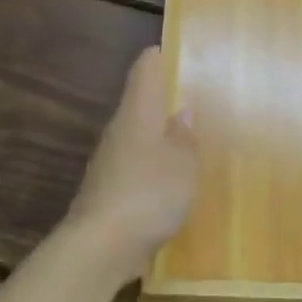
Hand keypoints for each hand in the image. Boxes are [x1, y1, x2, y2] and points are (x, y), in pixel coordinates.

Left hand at [66, 48, 197, 272]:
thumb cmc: (148, 195)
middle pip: (141, 102)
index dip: (162, 56)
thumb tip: (183, 110)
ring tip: (193, 140)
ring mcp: (110, 161)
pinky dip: (154, 166)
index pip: (145, 68)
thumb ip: (185, 136)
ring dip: (161, 135)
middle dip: (167, 99)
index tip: (183, 53)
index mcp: (137, 113)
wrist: (100, 247)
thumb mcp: (183, 165)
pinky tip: (173, 181)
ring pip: (139, 135)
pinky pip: (136, 166)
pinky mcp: (108, 190)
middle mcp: (119, 130)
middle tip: (201, 99)